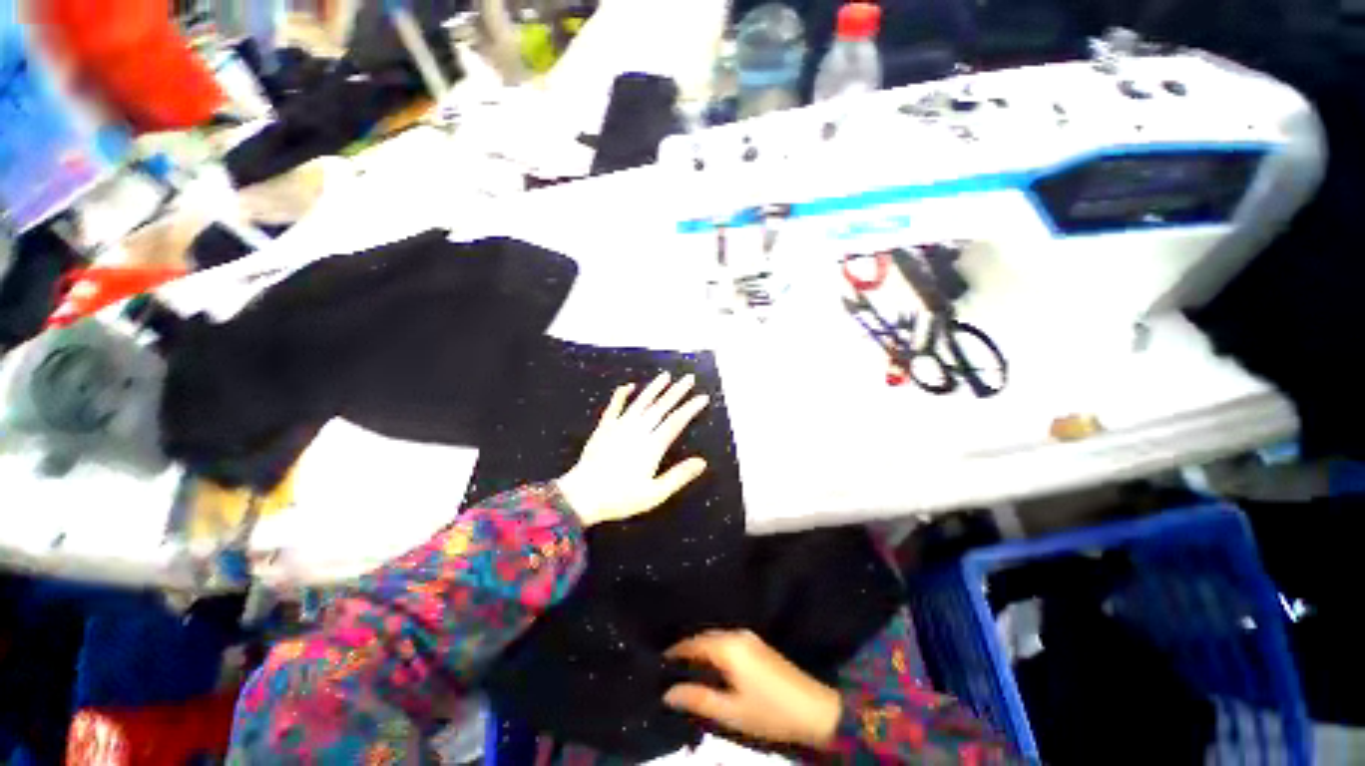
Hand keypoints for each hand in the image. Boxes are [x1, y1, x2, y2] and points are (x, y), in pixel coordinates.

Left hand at [556, 373, 709, 526]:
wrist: (582, 496)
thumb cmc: (620, 498)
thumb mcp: (654, 494)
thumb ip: (678, 476)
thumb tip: (702, 462)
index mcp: (652, 446)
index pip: (676, 421)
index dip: (690, 408)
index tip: (703, 397)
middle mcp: (638, 431)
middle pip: (661, 406)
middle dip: (677, 391)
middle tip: (689, 378)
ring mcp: (619, 426)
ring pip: (641, 402)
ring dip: (654, 388)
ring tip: (666, 376)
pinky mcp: (604, 428)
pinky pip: (614, 406)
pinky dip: (621, 394)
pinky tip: (629, 385)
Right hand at [663, 630, 842, 750]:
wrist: (813, 709)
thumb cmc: (769, 711)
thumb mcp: (730, 711)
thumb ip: (698, 699)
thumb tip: (667, 693)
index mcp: (729, 646)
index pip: (693, 642)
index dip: (675, 652)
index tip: (658, 663)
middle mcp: (737, 634)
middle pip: (705, 637)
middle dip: (687, 650)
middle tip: (669, 669)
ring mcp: (749, 637)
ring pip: (716, 638)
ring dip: (701, 651)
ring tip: (685, 670)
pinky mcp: (758, 645)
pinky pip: (727, 641)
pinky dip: (714, 651)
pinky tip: (710, 668)